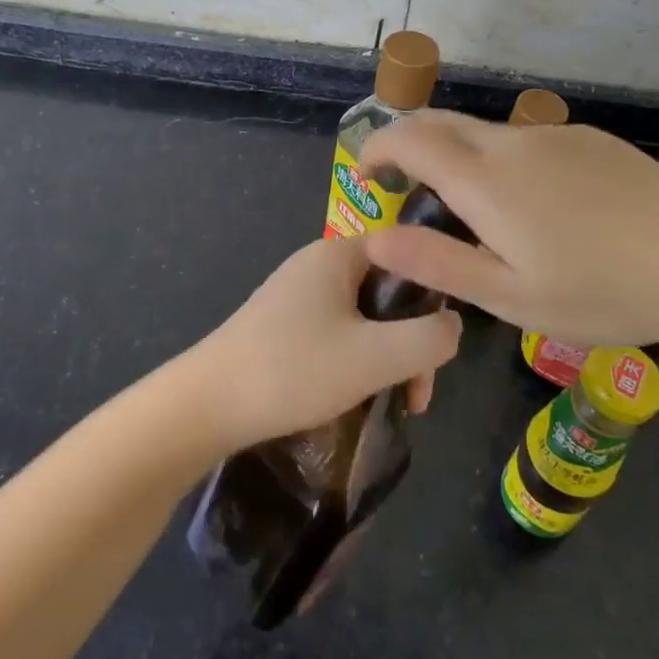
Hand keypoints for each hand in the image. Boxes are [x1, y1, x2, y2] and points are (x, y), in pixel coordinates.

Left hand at [190, 235, 461, 450]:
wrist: (206, 405)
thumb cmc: (294, 370)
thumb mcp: (375, 357)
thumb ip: (429, 338)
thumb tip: (452, 325)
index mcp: (338, 254)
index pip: (408, 253)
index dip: (434, 296)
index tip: (440, 347)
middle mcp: (317, 264)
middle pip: (388, 290)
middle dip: (411, 340)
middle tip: (416, 394)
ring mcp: (297, 294)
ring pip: (365, 317)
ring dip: (386, 357)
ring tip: (392, 403)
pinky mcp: (283, 324)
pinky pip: (338, 332)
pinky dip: (357, 360)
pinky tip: (355, 396)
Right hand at [359, 110, 658, 350]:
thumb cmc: (603, 289)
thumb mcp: (511, 296)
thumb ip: (438, 262)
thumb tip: (374, 237)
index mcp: (485, 181)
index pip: (410, 139)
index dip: (377, 148)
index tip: (365, 173)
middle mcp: (512, 143)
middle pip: (442, 123)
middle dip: (408, 142)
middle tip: (401, 185)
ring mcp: (553, 136)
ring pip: (484, 134)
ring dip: (457, 156)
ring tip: (472, 211)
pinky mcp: (587, 139)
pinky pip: (525, 142)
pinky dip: (500, 161)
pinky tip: (535, 207)